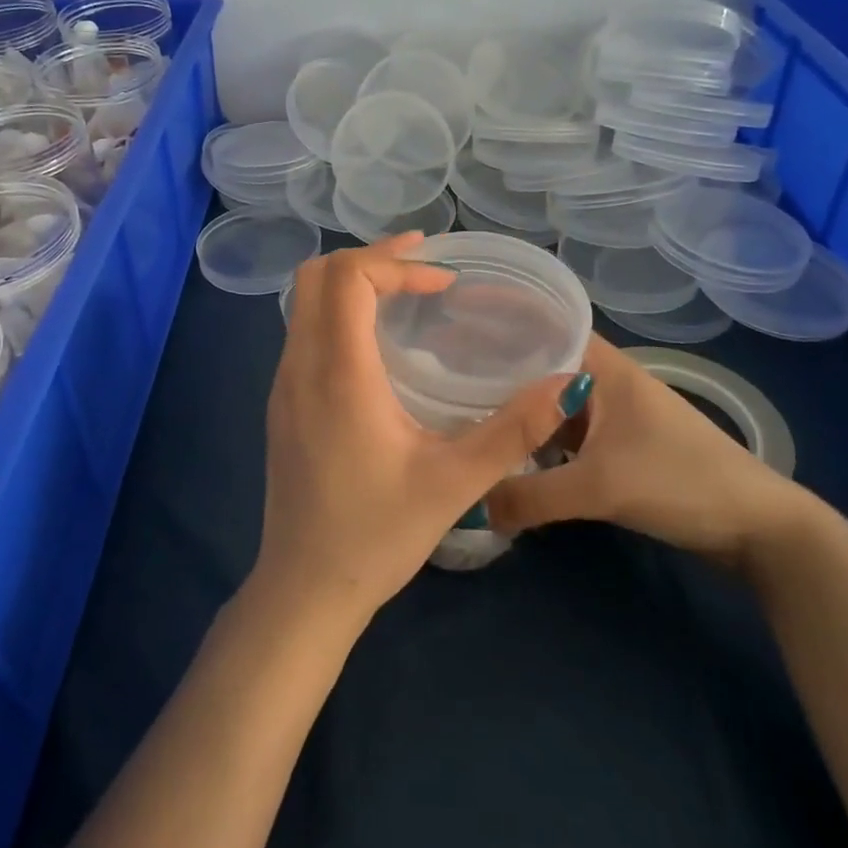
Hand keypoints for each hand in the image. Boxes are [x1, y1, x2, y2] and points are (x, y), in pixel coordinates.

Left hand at [257, 235, 573, 628]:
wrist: (304, 588)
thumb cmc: (377, 535)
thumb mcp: (455, 483)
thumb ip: (513, 430)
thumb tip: (567, 382)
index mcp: (337, 374)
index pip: (346, 278)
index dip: (393, 262)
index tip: (440, 279)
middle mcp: (299, 367)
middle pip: (316, 277)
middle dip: (369, 259)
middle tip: (422, 265)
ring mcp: (282, 386)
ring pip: (304, 304)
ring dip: (350, 284)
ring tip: (404, 293)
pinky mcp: (281, 406)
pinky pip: (302, 333)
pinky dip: (336, 314)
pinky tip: (375, 345)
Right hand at [486, 334, 806, 566]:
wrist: (758, 528)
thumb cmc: (681, 482)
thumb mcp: (600, 488)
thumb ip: (531, 496)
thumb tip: (470, 504)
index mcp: (605, 367)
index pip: (545, 325)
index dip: (502, 319)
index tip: (454, 322)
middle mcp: (606, 381)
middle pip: (542, 364)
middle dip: (497, 367)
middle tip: (443, 373)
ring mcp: (613, 415)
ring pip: (552, 401)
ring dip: (517, 408)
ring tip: (463, 409)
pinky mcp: (619, 447)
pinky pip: (564, 433)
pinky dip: (537, 438)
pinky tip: (508, 451)